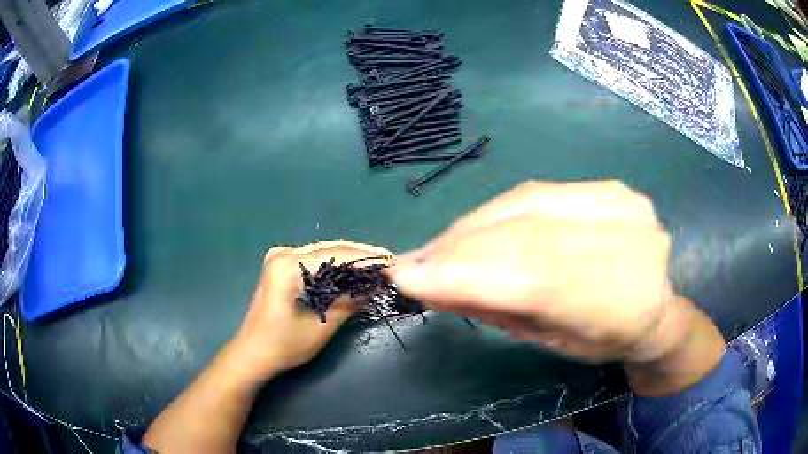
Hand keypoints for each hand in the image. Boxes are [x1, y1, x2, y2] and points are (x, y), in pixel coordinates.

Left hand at [230, 241, 392, 379]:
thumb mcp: (323, 325)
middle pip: (329, 248)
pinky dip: (333, 266)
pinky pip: (313, 260)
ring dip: (347, 260)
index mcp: (288, 265)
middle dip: (359, 256)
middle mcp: (282, 254)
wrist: (253, 354)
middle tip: (388, 263)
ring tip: (375, 266)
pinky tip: (350, 272)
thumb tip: (377, 283)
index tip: (392, 262)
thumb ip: (350, 301)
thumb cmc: (285, 344)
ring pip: (322, 252)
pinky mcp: (280, 267)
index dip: (366, 257)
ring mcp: (279, 258)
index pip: (336, 254)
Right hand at [387, 181, 686, 363]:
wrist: (658, 302)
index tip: (405, 275)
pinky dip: (497, 211)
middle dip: (458, 249)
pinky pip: (537, 192)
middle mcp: (629, 243)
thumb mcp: (549, 341)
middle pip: (526, 234)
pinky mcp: (608, 186)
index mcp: (622, 305)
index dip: (463, 274)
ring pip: (526, 204)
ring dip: (472, 227)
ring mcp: (622, 204)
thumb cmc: (604, 339)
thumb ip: (495, 309)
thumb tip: (427, 283)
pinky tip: (474, 229)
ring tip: (437, 248)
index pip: (533, 279)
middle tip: (412, 262)